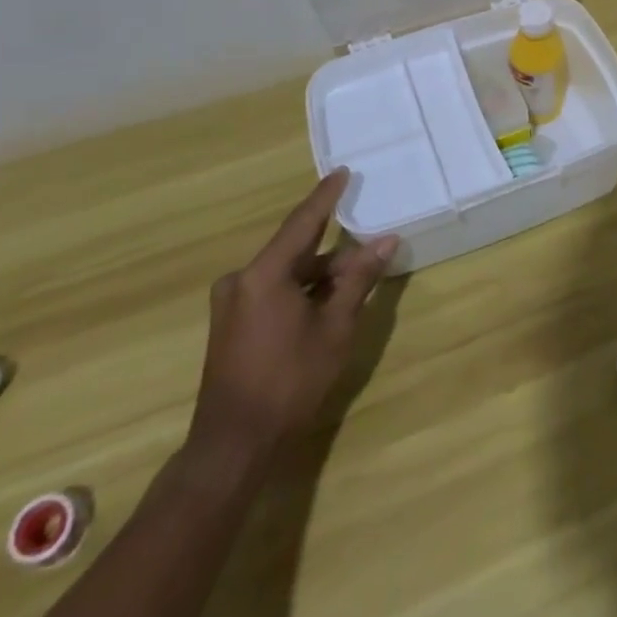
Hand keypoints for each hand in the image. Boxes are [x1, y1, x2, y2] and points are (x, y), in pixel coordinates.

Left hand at [185, 169, 397, 475]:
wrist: (234, 444)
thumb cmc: (290, 381)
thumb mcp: (335, 328)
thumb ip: (358, 280)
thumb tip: (385, 241)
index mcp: (263, 274)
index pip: (302, 222)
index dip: (325, 196)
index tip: (342, 172)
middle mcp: (241, 280)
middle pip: (295, 251)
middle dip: (333, 250)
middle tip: (368, 247)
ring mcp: (232, 303)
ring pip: (285, 274)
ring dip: (319, 275)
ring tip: (355, 281)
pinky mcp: (231, 324)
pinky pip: (272, 291)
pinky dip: (301, 291)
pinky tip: (326, 303)